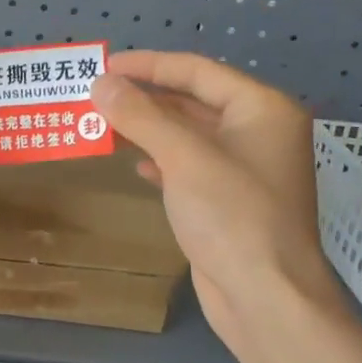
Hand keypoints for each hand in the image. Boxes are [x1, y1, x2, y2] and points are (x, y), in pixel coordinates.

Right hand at [91, 51, 343, 357]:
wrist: (265, 297)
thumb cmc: (232, 217)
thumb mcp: (184, 158)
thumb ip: (141, 116)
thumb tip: (101, 83)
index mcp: (262, 109)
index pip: (198, 71)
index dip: (149, 65)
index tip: (105, 65)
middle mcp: (259, 133)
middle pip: (194, 102)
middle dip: (146, 99)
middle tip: (97, 96)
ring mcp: (245, 170)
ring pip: (189, 137)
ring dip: (148, 130)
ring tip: (103, 125)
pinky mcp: (229, 203)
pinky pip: (190, 168)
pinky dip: (162, 162)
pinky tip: (135, 166)